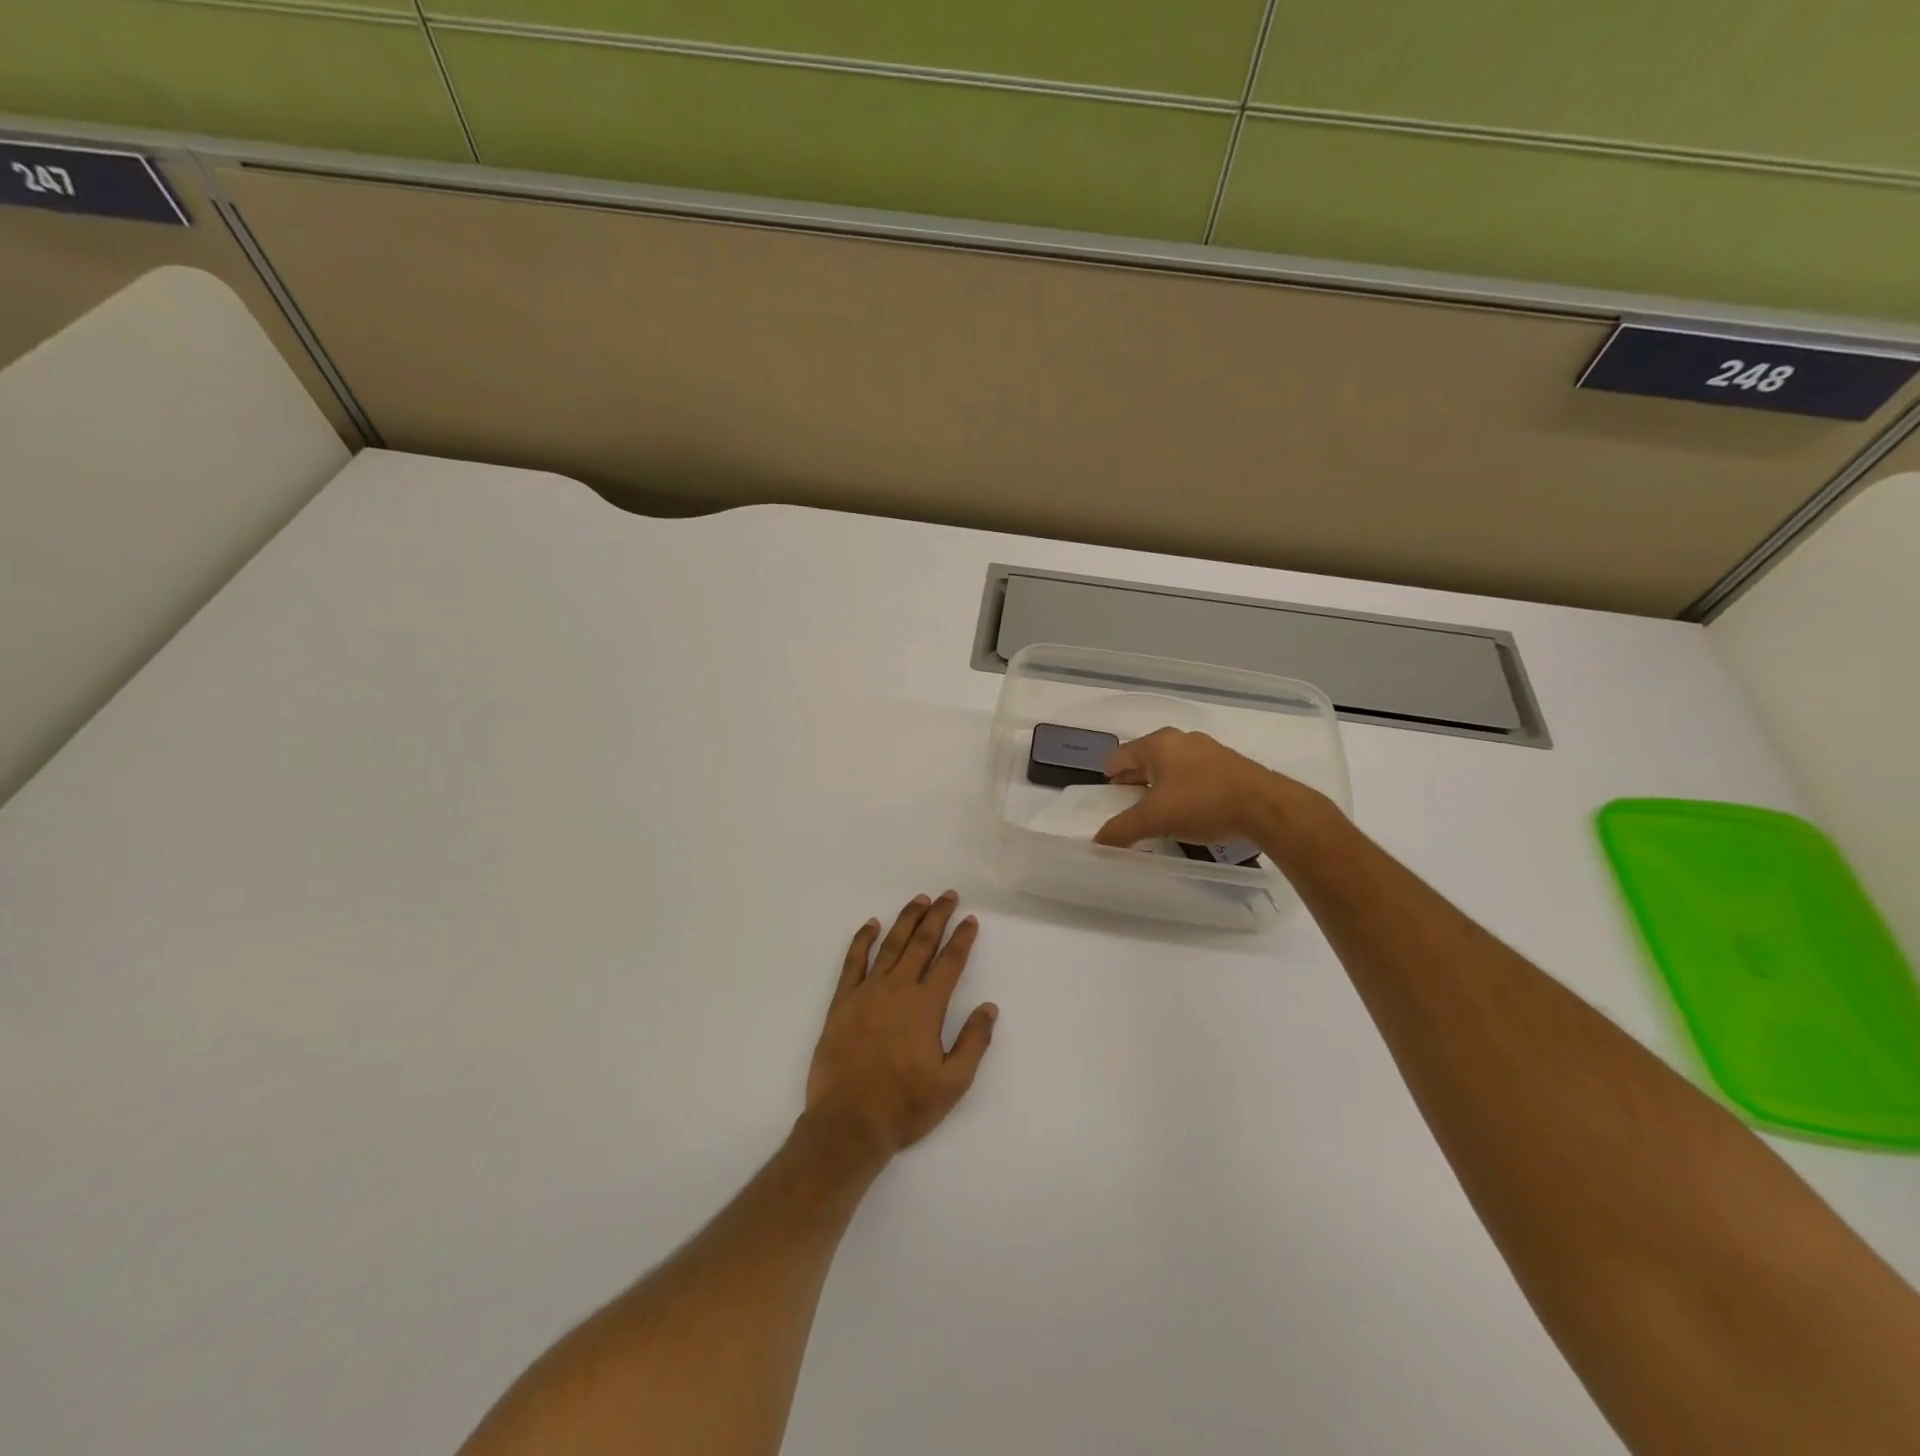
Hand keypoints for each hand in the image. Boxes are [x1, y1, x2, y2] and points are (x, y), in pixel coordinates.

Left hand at [804, 892, 996, 1157]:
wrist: (849, 1122)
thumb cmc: (905, 1105)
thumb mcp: (953, 1083)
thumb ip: (973, 1042)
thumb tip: (989, 1007)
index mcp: (927, 1006)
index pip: (950, 962)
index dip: (962, 939)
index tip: (970, 920)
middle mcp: (898, 989)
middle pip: (922, 943)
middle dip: (937, 916)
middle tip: (948, 895)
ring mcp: (867, 992)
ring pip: (891, 945)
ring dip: (907, 920)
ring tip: (919, 900)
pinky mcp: (842, 1002)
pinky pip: (853, 962)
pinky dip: (862, 940)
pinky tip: (871, 924)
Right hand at [1092, 728, 1299, 847]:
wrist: (1265, 806)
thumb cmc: (1202, 803)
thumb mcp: (1155, 819)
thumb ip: (1122, 829)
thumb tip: (1097, 842)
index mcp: (1158, 744)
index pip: (1121, 755)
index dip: (1109, 774)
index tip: (1106, 792)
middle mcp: (1181, 740)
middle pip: (1146, 758)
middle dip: (1134, 779)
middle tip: (1126, 803)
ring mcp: (1207, 750)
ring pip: (1172, 765)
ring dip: (1159, 784)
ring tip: (1156, 808)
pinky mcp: (1228, 765)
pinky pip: (1194, 773)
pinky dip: (1183, 787)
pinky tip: (1187, 808)